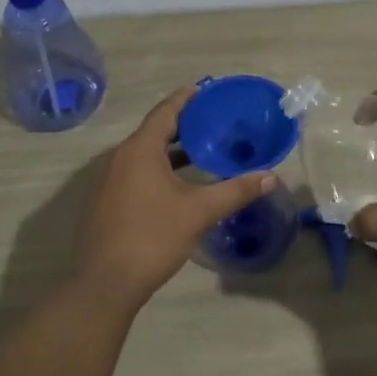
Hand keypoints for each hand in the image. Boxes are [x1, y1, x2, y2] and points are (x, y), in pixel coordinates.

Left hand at [74, 86, 277, 310]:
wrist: (105, 285)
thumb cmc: (152, 237)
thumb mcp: (200, 211)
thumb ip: (236, 190)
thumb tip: (271, 176)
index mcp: (140, 150)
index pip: (165, 111)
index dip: (186, 99)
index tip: (206, 90)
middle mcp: (120, 158)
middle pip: (154, 131)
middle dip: (183, 125)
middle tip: (212, 122)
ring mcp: (108, 181)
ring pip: (144, 154)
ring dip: (170, 150)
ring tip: (201, 151)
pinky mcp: (105, 202)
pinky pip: (135, 172)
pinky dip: (157, 168)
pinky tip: (177, 184)